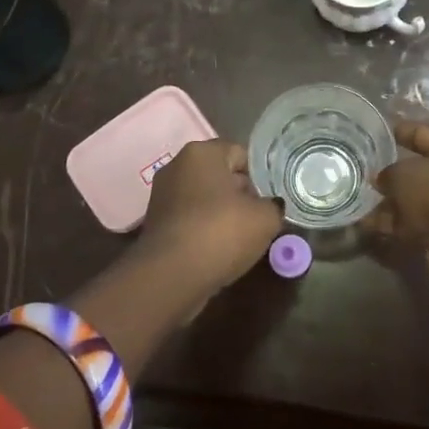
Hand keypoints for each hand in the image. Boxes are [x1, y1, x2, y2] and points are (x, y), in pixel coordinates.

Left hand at [140, 139, 283, 292]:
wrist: (171, 275)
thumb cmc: (221, 232)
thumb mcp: (266, 218)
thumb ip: (273, 206)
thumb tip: (270, 206)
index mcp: (202, 152)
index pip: (241, 154)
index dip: (260, 176)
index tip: (271, 199)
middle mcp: (177, 166)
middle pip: (220, 175)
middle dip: (241, 194)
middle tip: (260, 217)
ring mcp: (162, 194)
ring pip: (204, 198)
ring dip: (222, 213)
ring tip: (241, 237)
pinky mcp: (155, 222)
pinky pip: (190, 218)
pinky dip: (204, 229)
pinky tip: (218, 248)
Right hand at [374, 121, 428, 292]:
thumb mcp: (406, 173)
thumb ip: (389, 173)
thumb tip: (381, 180)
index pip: (428, 133)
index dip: (404, 132)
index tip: (383, 130)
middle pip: (424, 169)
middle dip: (395, 172)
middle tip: (366, 168)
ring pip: (417, 198)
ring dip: (391, 201)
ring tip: (360, 198)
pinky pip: (415, 222)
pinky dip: (394, 223)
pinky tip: (366, 224)